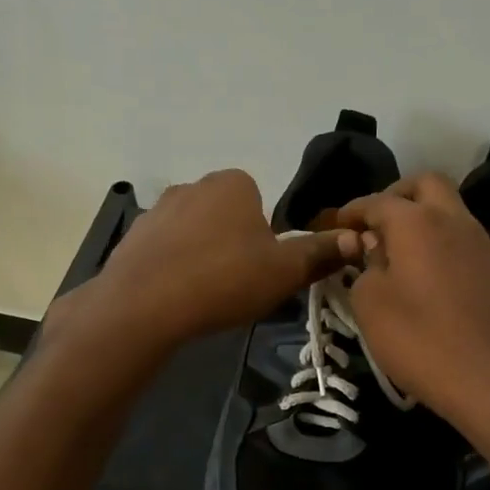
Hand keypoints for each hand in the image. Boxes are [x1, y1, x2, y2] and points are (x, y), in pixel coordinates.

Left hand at [47, 170, 358, 359]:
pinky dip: (173, 267)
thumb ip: (320, 253)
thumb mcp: (284, 271)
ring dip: (202, 255)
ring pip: (195, 233)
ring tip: (206, 294)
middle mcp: (194, 185)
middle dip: (234, 244)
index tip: (263, 269)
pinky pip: (165, 250)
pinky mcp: (132, 237)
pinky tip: (176, 297)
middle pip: (227, 216)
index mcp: (234, 183)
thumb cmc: (224, 280)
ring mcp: (158, 210)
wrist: (144, 306)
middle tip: (238, 285)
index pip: (261, 202)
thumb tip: (357, 238)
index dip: (267, 238)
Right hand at [335, 173, 489, 422]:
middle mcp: (456, 222)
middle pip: (427, 185)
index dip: (354, 210)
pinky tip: (436, 282)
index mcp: (417, 223)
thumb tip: (373, 251)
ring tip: (405, 255)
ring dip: (427, 222)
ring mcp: (485, 246)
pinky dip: (447, 250)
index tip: (338, 225)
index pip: (378, 201)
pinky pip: (469, 246)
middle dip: (399, 195)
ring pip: (453, 214)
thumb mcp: (370, 306)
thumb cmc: (420, 340)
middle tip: (378, 222)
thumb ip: (365, 268)